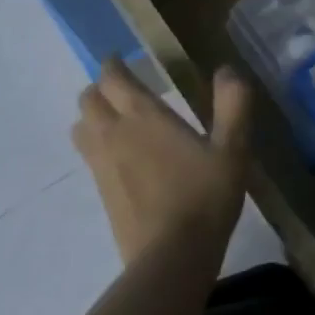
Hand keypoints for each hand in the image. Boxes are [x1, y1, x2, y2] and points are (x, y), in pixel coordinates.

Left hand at [72, 58, 253, 264]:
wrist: (172, 255)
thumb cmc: (206, 196)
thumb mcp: (233, 149)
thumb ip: (233, 105)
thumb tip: (227, 70)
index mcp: (144, 117)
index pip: (114, 78)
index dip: (114, 64)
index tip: (122, 59)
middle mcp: (114, 134)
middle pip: (89, 99)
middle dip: (102, 89)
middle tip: (124, 90)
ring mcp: (102, 166)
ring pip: (82, 128)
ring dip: (93, 117)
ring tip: (117, 121)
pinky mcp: (101, 193)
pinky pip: (89, 156)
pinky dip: (97, 146)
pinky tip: (122, 159)